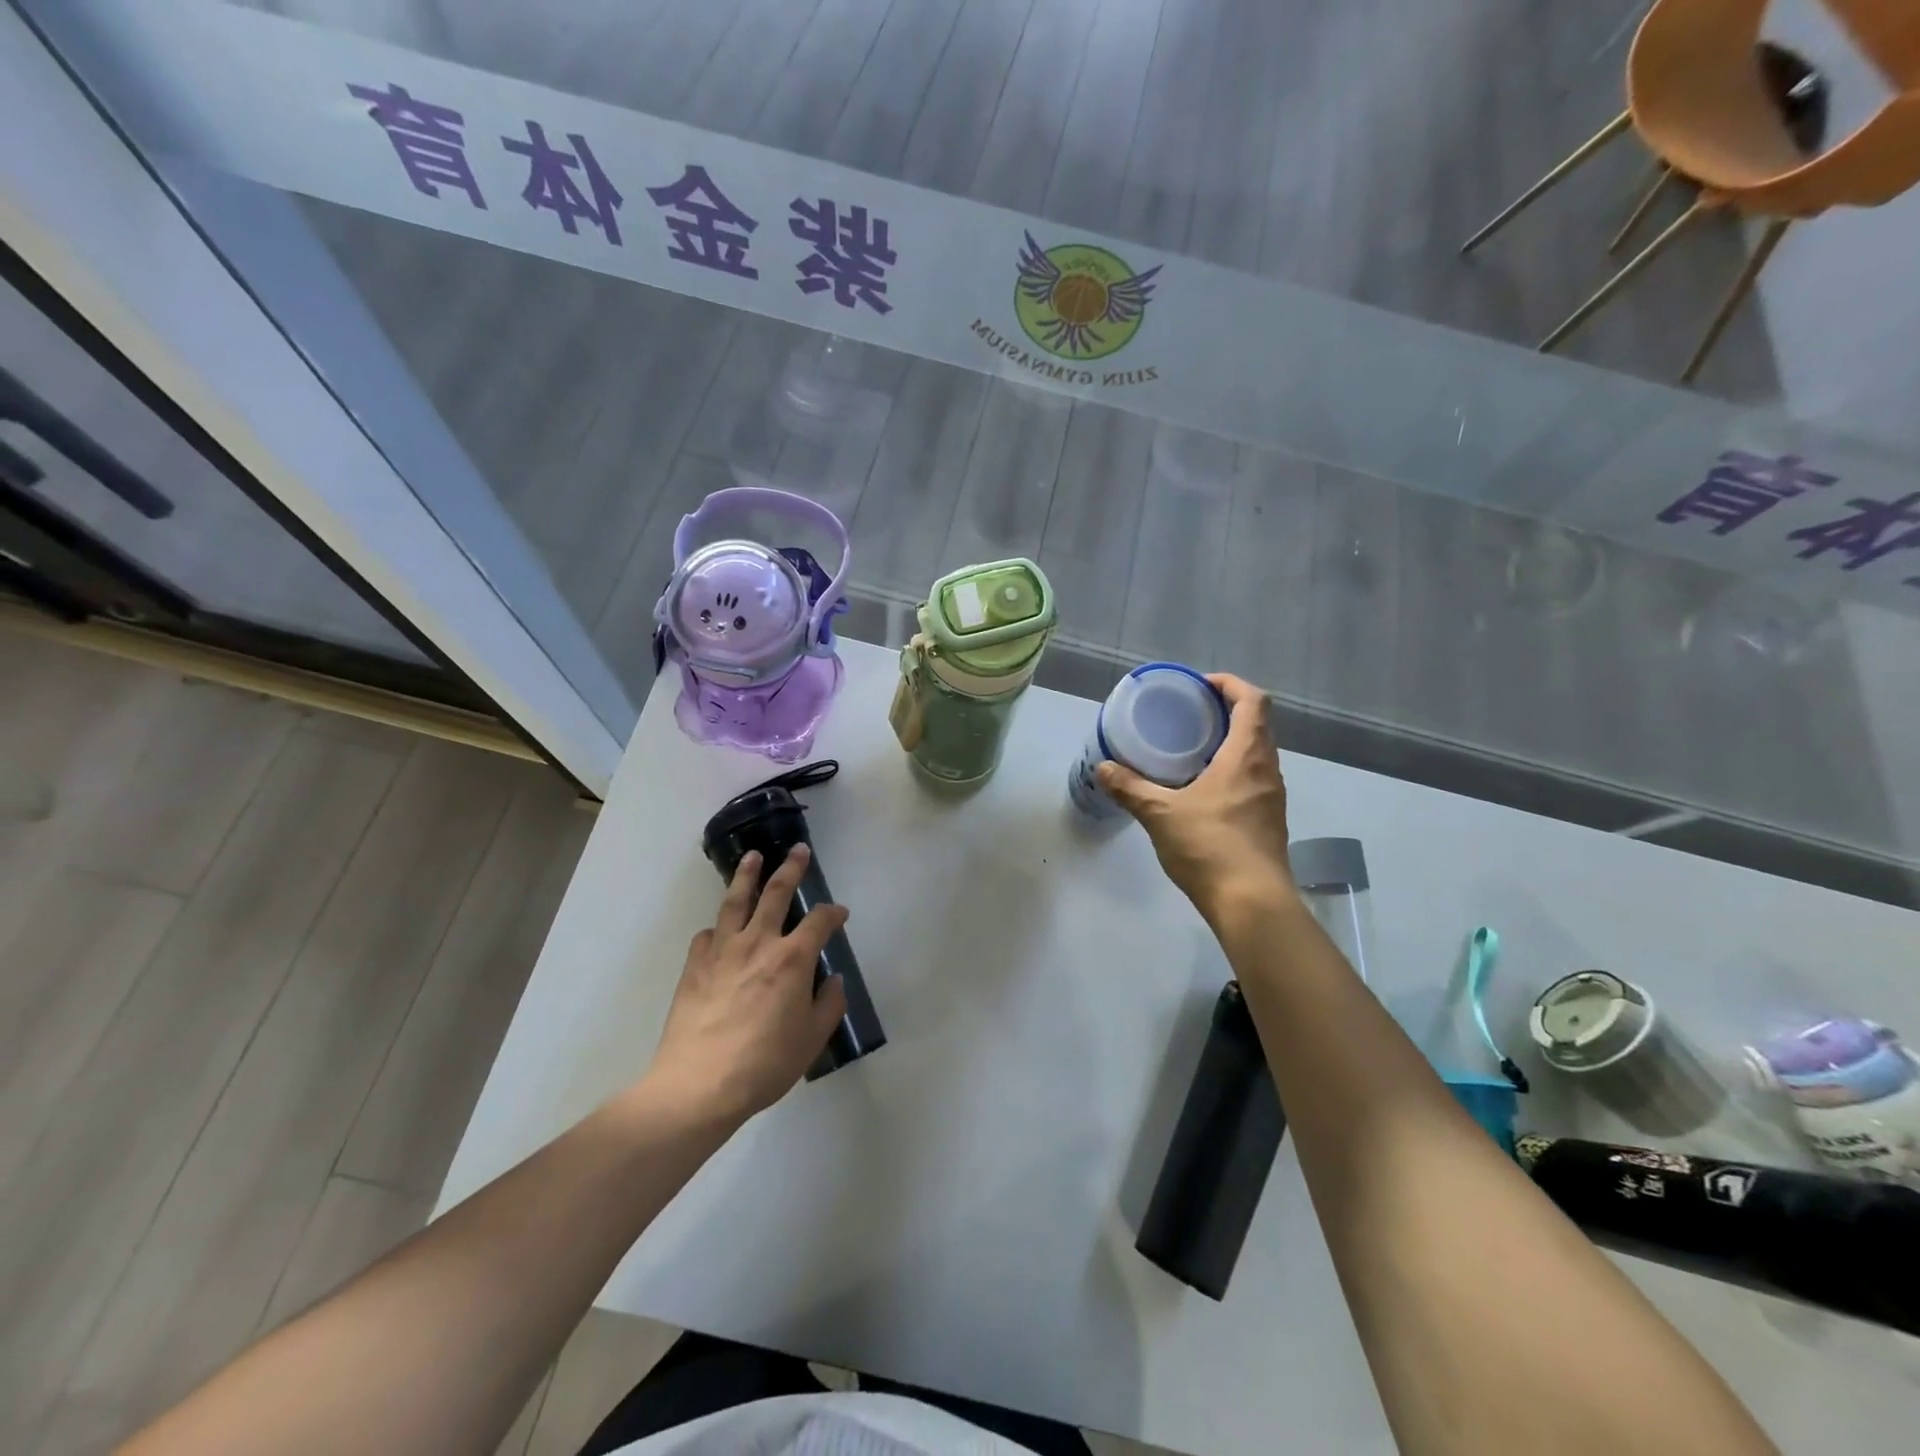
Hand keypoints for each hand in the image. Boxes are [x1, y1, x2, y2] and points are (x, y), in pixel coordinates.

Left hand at [646, 846, 848, 1124]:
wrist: (699, 1085)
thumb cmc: (765, 1063)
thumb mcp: (812, 1039)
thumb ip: (828, 1004)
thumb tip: (832, 980)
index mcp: (792, 959)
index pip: (819, 921)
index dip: (833, 913)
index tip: (840, 913)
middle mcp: (759, 943)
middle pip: (776, 893)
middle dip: (791, 868)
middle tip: (798, 850)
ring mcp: (722, 951)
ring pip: (736, 901)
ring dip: (747, 875)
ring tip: (752, 856)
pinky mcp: (694, 966)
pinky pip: (708, 935)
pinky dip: (718, 927)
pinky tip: (720, 930)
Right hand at [1096, 674, 1295, 924]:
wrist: (1253, 904)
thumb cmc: (1211, 848)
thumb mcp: (1161, 815)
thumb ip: (1131, 788)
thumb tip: (1103, 768)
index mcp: (1246, 756)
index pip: (1253, 701)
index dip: (1230, 684)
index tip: (1200, 686)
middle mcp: (1267, 769)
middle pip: (1257, 724)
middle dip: (1226, 711)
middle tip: (1189, 715)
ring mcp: (1271, 797)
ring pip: (1256, 753)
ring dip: (1230, 742)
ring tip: (1191, 748)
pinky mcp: (1268, 820)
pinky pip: (1253, 778)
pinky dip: (1231, 769)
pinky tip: (1202, 788)